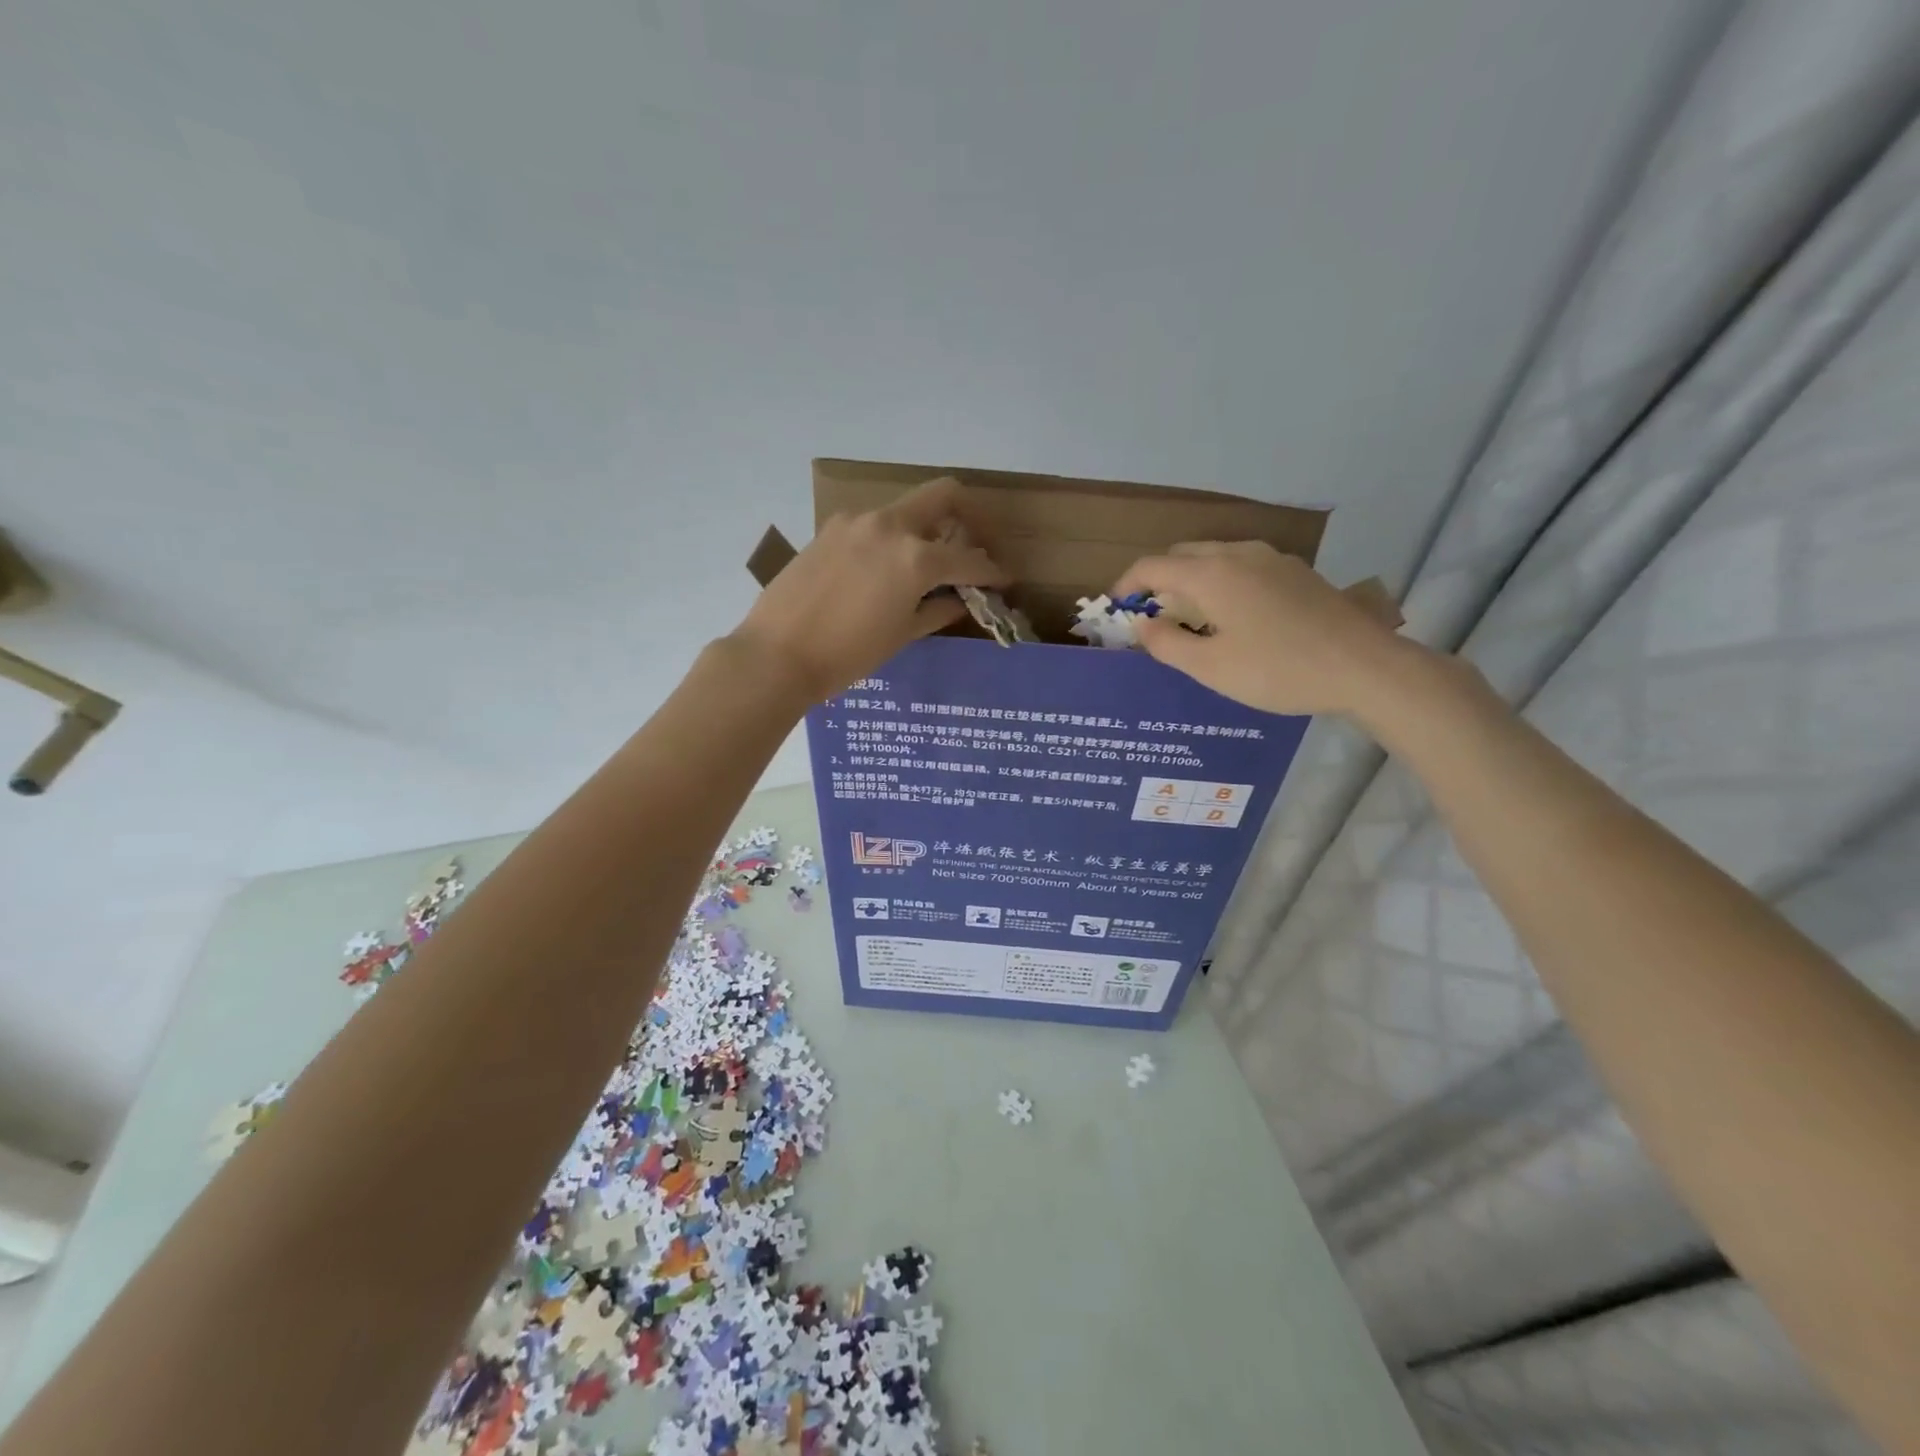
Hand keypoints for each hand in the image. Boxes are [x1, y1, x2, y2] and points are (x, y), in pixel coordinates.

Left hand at [731, 477, 1007, 701]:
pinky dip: (890, 539)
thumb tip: (962, 599)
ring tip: (922, 567)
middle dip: (968, 518)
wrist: (777, 654)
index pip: (970, 558)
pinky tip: (882, 571)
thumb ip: (938, 609)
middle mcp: (890, 526)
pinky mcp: (830, 529)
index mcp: (916, 558)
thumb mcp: (902, 635)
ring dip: (924, 530)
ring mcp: (856, 522)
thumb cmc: (847, 655)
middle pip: (942, 496)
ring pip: (905, 510)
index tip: (1004, 580)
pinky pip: (873, 525)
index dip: (993, 571)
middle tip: (972, 548)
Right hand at [1112, 541, 1409, 716]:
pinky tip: (1231, 614)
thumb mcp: (1210, 668)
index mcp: (1211, 574)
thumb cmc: (1277, 670)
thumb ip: (1166, 643)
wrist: (1363, 667)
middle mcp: (1238, 554)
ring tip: (1189, 617)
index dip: (1127, 585)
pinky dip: (1220, 581)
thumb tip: (1142, 623)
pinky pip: (1242, 565)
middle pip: (1182, 555)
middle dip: (1158, 579)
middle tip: (1151, 616)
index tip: (1116, 608)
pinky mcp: (1296, 571)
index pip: (1152, 566)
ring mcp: (1272, 559)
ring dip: (1190, 579)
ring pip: (1215, 557)